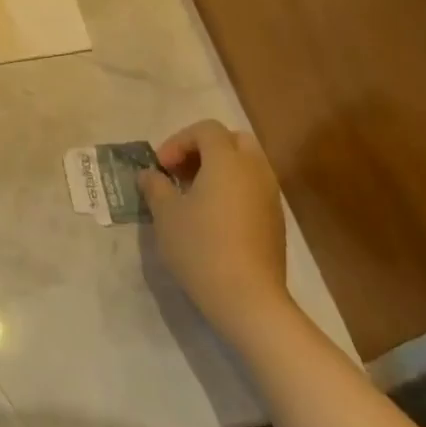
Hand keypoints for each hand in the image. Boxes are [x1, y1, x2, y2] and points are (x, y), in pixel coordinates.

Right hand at [139, 119, 291, 341]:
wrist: (248, 297)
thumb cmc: (201, 247)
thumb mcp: (166, 215)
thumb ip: (155, 187)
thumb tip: (149, 174)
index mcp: (227, 160)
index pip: (206, 129)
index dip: (179, 141)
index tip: (161, 168)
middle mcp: (254, 169)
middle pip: (233, 140)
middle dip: (204, 149)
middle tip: (181, 172)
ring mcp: (270, 195)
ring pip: (246, 164)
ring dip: (220, 169)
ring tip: (194, 196)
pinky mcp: (276, 219)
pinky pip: (254, 187)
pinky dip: (234, 188)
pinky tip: (214, 217)